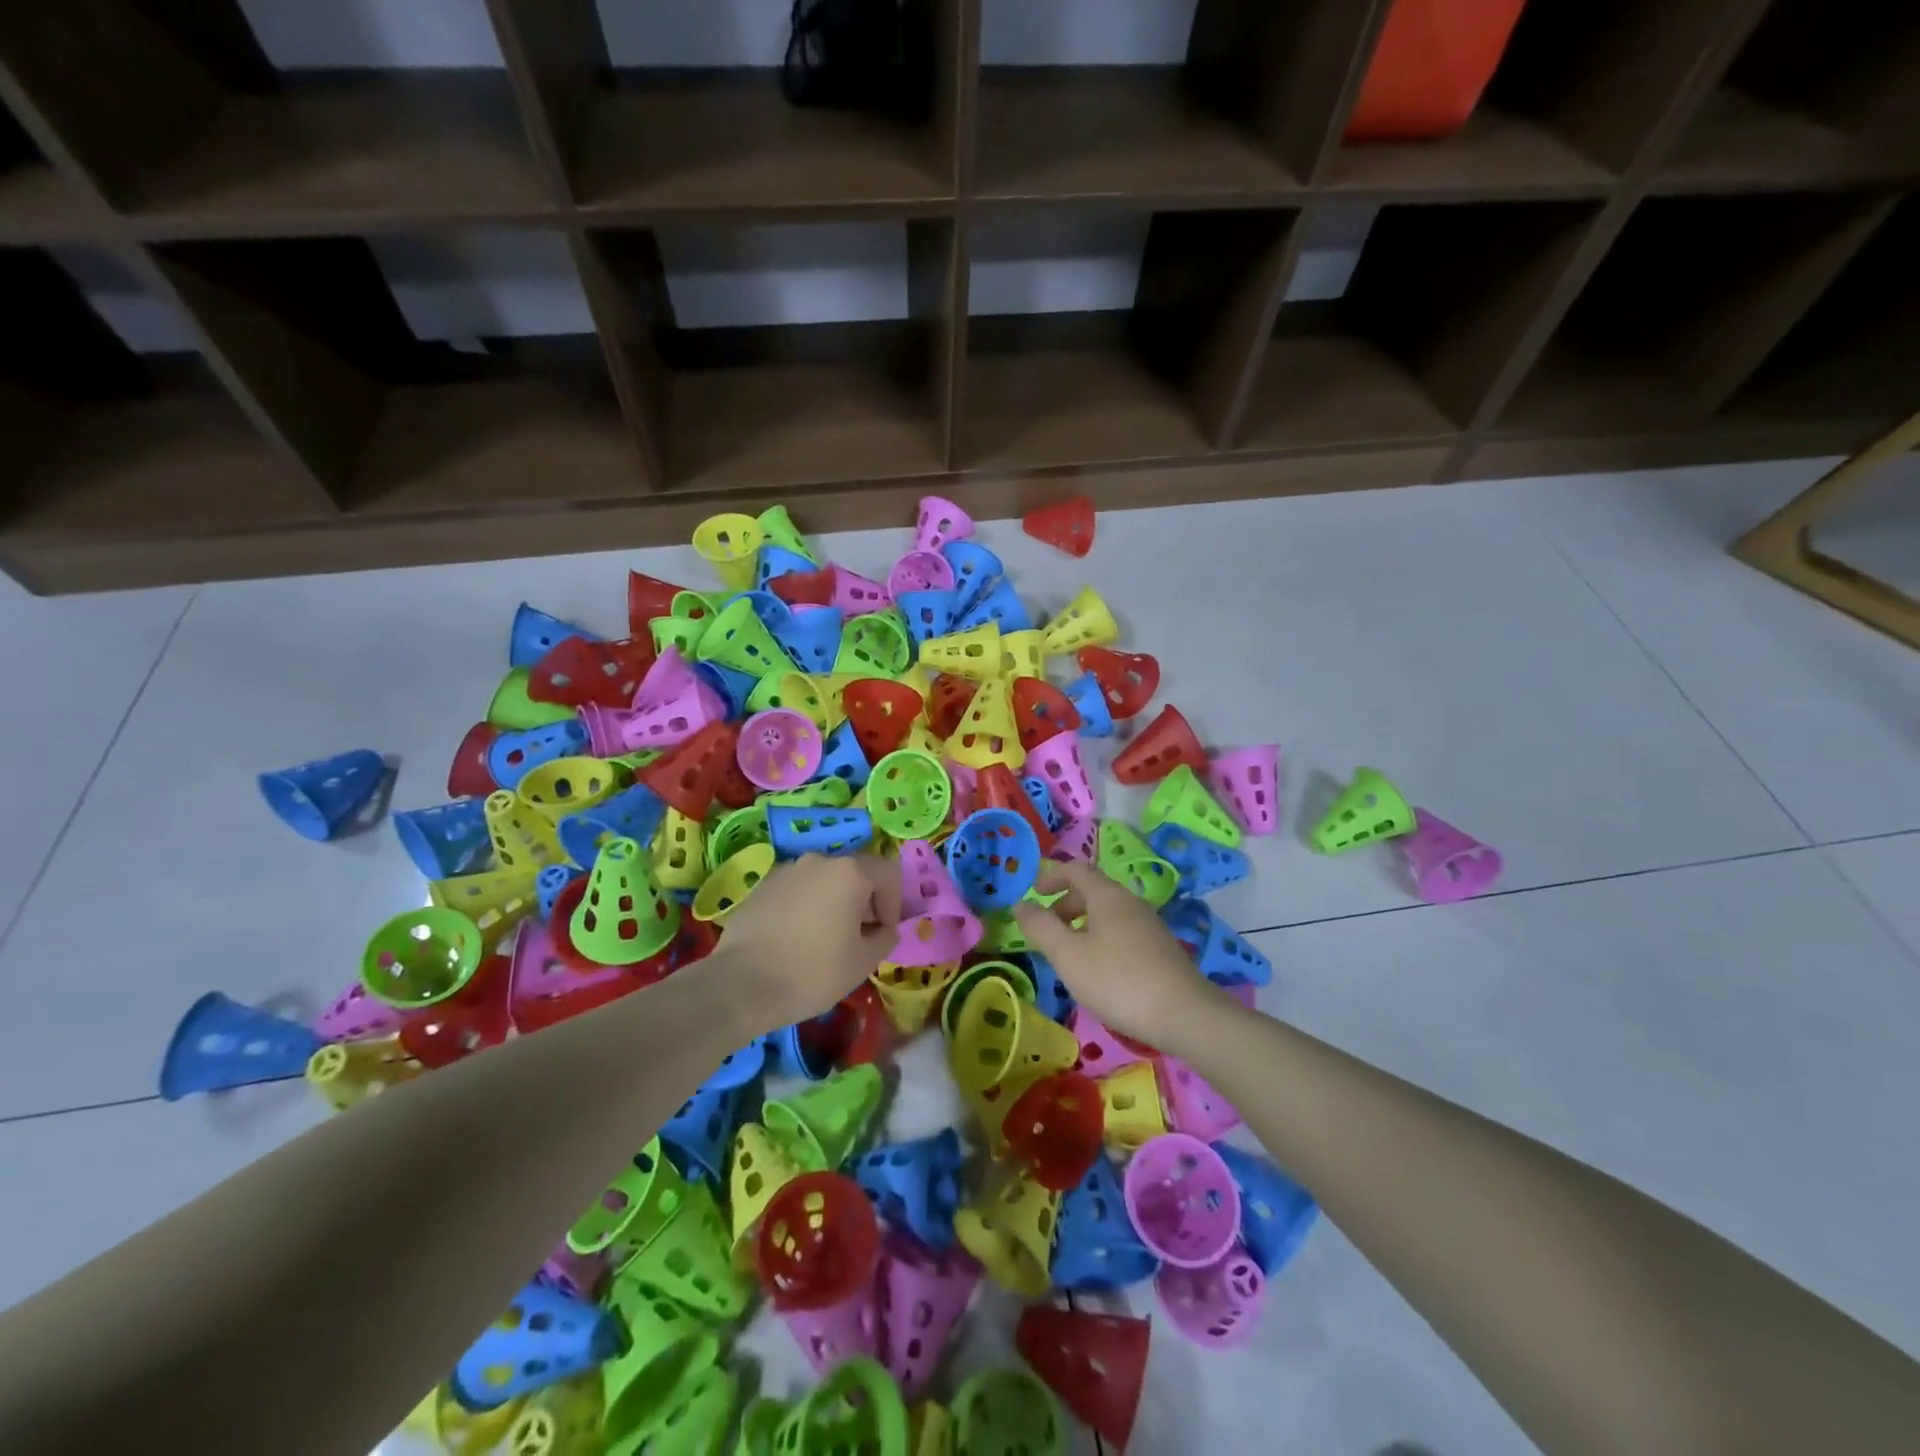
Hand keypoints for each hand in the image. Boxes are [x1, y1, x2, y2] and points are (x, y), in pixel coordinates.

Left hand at [706, 854, 901, 1036]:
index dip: (894, 903)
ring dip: (833, 904)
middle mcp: (819, 861)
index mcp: (850, 872)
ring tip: (825, 940)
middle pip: (854, 873)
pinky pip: (796, 891)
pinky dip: (805, 908)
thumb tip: (885, 930)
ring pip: (823, 882)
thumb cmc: (813, 971)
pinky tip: (795, 940)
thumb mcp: (863, 962)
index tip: (883, 933)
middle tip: (858, 938)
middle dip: (864, 902)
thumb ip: (885, 938)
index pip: (888, 873)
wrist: (741, 985)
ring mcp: (786, 871)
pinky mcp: (761, 887)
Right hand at [1012, 861, 1222, 1046]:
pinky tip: (1100, 971)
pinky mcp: (1161, 948)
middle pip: (1093, 891)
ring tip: (1070, 955)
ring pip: (1108, 913)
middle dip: (1065, 904)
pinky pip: (1123, 931)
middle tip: (1048, 930)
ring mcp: (1150, 925)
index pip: (1076, 869)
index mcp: (1107, 895)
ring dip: (1083, 924)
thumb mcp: (1068, 955)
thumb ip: (1041, 927)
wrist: (1183, 1014)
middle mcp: (1130, 902)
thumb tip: (1020, 904)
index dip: (1051, 877)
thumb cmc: (1117, 980)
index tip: (1033, 893)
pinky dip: (1102, 939)